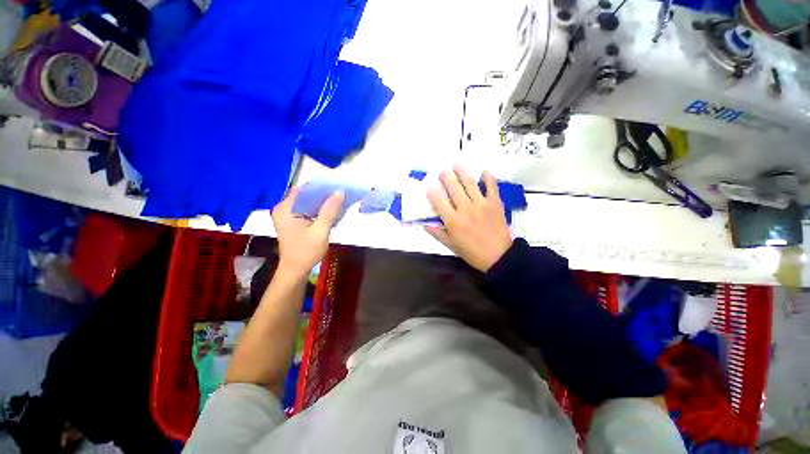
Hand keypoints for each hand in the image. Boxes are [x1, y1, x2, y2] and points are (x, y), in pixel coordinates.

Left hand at [272, 187, 344, 277]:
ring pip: (308, 201)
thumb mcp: (320, 231)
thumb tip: (340, 192)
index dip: (321, 186)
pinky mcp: (294, 220)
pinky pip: (308, 209)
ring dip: (323, 201)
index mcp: (285, 208)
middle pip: (306, 194)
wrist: (296, 271)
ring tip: (339, 198)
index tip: (337, 185)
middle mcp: (284, 208)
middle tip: (341, 191)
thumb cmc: (306, 252)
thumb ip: (329, 211)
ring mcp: (288, 214)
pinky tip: (331, 209)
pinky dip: (319, 208)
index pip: (304, 189)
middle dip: (323, 193)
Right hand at [426, 166, 512, 271]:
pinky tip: (484, 171)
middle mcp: (465, 209)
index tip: (429, 188)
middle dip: (446, 177)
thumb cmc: (472, 252)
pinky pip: (491, 187)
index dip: (432, 193)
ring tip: (456, 165)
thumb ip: (438, 234)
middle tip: (442, 172)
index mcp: (453, 221)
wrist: (499, 257)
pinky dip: (488, 178)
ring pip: (469, 183)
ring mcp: (481, 204)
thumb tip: (425, 225)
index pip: (438, 202)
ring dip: (462, 172)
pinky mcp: (495, 203)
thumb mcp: (451, 246)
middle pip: (453, 188)